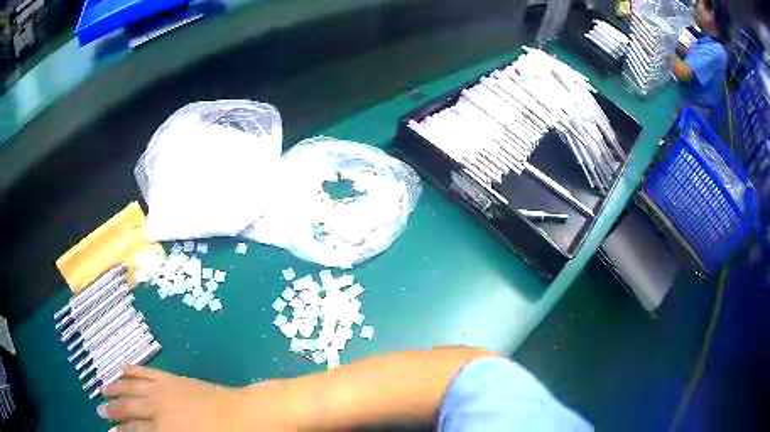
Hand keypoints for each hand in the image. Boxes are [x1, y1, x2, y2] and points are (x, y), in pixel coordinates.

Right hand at [98, 365, 291, 430]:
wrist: (250, 415)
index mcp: (165, 430)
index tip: (109, 431)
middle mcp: (158, 408)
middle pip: (129, 409)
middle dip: (113, 412)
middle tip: (99, 411)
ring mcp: (164, 389)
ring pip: (132, 387)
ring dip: (116, 389)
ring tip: (102, 390)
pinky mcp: (173, 378)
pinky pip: (147, 372)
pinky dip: (132, 370)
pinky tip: (120, 367)